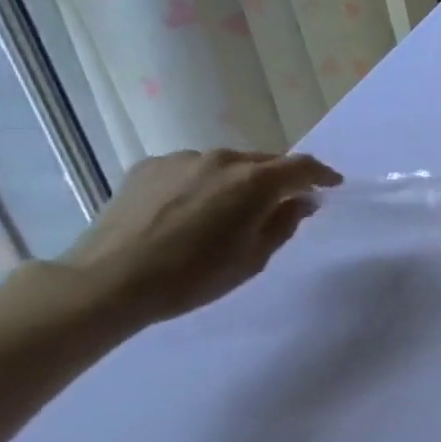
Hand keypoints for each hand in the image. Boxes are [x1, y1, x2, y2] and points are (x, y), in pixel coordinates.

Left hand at [58, 150, 342, 326]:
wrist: (108, 281)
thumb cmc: (194, 275)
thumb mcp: (254, 257)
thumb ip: (285, 223)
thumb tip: (301, 200)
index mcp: (256, 181)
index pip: (303, 167)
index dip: (322, 175)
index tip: (332, 185)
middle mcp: (223, 160)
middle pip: (264, 161)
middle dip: (280, 178)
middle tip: (284, 201)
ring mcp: (182, 160)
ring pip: (226, 164)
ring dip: (239, 180)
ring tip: (232, 207)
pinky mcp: (148, 167)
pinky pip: (191, 169)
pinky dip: (203, 183)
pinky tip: (192, 208)